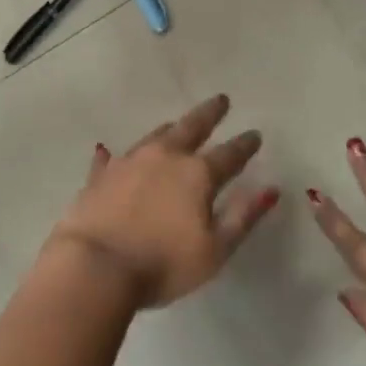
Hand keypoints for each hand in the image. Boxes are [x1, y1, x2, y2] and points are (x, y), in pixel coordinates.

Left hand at [48, 94, 278, 308]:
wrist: (95, 266)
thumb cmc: (163, 264)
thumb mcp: (215, 249)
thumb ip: (243, 217)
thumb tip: (270, 189)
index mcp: (197, 174)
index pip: (229, 154)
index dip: (245, 145)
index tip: (255, 134)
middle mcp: (164, 157)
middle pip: (191, 128)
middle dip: (209, 113)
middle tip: (220, 100)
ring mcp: (128, 162)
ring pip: (154, 136)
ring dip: (170, 129)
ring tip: (177, 122)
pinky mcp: (99, 176)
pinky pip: (111, 159)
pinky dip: (116, 155)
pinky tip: (109, 152)